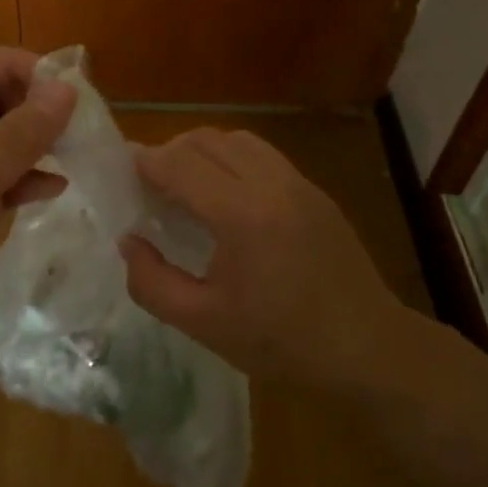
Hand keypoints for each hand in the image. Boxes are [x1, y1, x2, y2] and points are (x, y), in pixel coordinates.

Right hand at [120, 128, 408, 389]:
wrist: (367, 347)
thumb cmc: (281, 341)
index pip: (179, 164)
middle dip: (169, 152)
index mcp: (241, 215)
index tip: (121, 170)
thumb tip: (128, 241)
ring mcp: (298, 183)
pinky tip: (227, 196)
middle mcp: (270, 184)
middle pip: (206, 140)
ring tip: (186, 185)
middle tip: (149, 184)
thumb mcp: (203, 323)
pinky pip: (263, 155)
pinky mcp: (314, 191)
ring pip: (237, 139)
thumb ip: (152, 282)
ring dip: (203, 150)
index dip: (144, 162)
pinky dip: (233, 159)